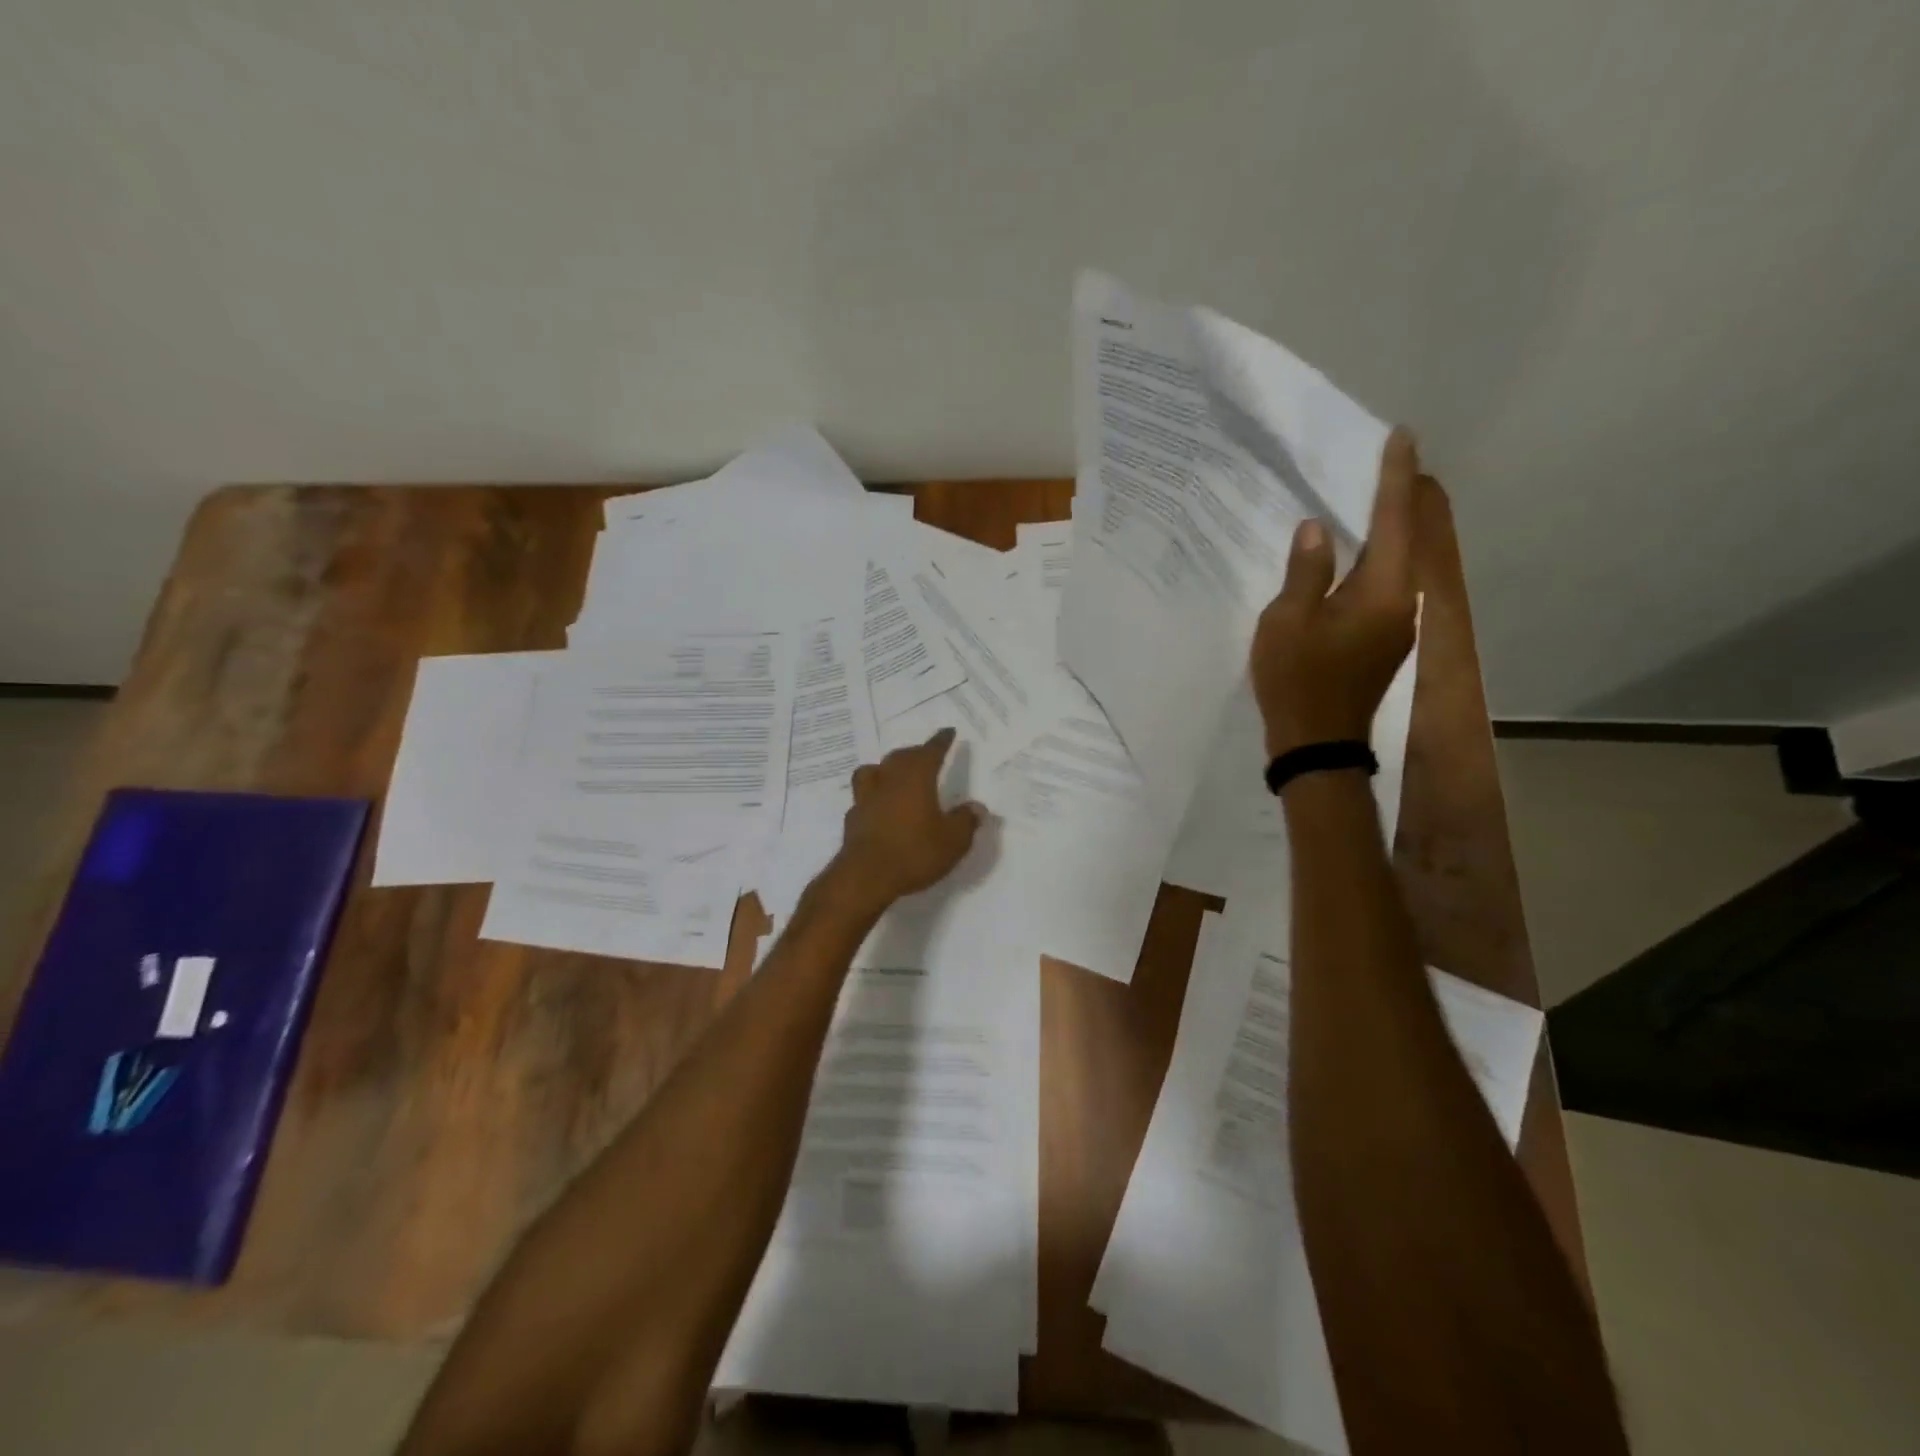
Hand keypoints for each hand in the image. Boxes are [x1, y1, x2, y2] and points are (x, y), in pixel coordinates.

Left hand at [835, 728, 986, 905]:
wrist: (865, 876)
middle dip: (915, 753)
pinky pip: (865, 796)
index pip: (930, 751)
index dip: (941, 741)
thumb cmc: (914, 852)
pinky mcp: (853, 818)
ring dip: (887, 768)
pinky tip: (880, 805)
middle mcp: (889, 780)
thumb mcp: (953, 841)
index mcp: (916, 778)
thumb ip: (966, 821)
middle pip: (901, 757)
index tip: (948, 732)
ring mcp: (867, 797)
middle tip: (925, 755)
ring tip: (895, 774)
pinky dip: (875, 794)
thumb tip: (977, 807)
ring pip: (875, 770)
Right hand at [1250, 429, 1419, 758]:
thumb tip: (1317, 529)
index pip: (1392, 520)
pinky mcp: (1384, 641)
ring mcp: (1398, 625)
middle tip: (1386, 461)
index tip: (1401, 438)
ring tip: (1368, 500)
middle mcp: (1402, 602)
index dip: (1394, 477)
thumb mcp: (1287, 621)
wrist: (1317, 745)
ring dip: (1385, 531)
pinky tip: (1352, 557)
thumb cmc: (1298, 680)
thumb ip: (1305, 571)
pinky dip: (1373, 562)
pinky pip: (1383, 587)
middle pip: (1405, 538)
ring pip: (1396, 564)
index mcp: (1381, 590)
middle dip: (1397, 498)